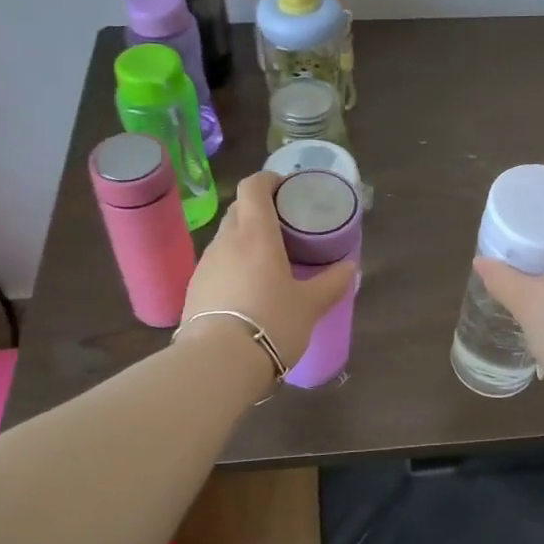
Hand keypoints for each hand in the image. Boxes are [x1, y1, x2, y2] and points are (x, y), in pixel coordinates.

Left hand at [179, 171, 357, 375]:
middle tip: (284, 228)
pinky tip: (247, 291)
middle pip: (239, 210)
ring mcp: (205, 265)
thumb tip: (350, 267)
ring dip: (245, 241)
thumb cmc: (271, 322)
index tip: (285, 188)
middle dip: (259, 211)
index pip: (253, 187)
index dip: (268, 180)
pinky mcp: (193, 289)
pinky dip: (233, 266)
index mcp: (255, 234)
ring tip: (267, 262)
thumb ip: (332, 282)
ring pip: (226, 239)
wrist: (217, 363)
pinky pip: (217, 265)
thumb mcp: (310, 305)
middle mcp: (226, 241)